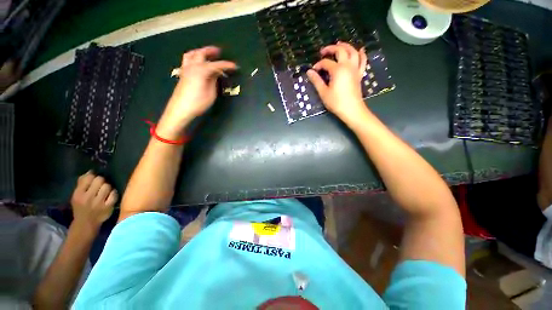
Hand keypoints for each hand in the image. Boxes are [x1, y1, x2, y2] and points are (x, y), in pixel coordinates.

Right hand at [70, 171, 117, 231]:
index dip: (93, 177)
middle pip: (100, 180)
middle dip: (101, 181)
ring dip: (108, 187)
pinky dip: (113, 194)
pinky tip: (110, 196)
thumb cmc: (81, 207)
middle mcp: (87, 198)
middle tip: (100, 185)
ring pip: (108, 186)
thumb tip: (91, 171)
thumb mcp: (77, 195)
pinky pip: (114, 194)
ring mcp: (98, 203)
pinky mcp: (108, 207)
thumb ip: (82, 183)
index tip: (94, 180)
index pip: (89, 178)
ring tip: (105, 191)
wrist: (86, 223)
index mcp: (78, 194)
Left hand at [158, 46, 236, 137]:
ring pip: (191, 54)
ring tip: (206, 54)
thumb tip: (216, 73)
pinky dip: (194, 57)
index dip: (226, 65)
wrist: (180, 108)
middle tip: (218, 51)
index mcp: (201, 71)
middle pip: (201, 53)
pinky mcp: (183, 74)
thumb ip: (214, 81)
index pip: (216, 65)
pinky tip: (198, 63)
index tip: (234, 66)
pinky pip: (188, 60)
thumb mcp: (211, 93)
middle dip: (210, 51)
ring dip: (200, 52)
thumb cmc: (198, 103)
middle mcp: (192, 66)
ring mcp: (186, 69)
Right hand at [306, 42, 369, 123]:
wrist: (352, 110)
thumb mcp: (323, 92)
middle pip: (341, 50)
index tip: (313, 70)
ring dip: (346, 46)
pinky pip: (362, 61)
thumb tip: (309, 72)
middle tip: (323, 51)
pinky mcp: (359, 74)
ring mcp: (355, 69)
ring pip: (353, 52)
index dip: (318, 65)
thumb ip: (316, 81)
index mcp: (337, 70)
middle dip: (331, 48)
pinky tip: (360, 50)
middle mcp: (347, 66)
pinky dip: (361, 54)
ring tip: (339, 45)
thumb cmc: (336, 102)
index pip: (326, 63)